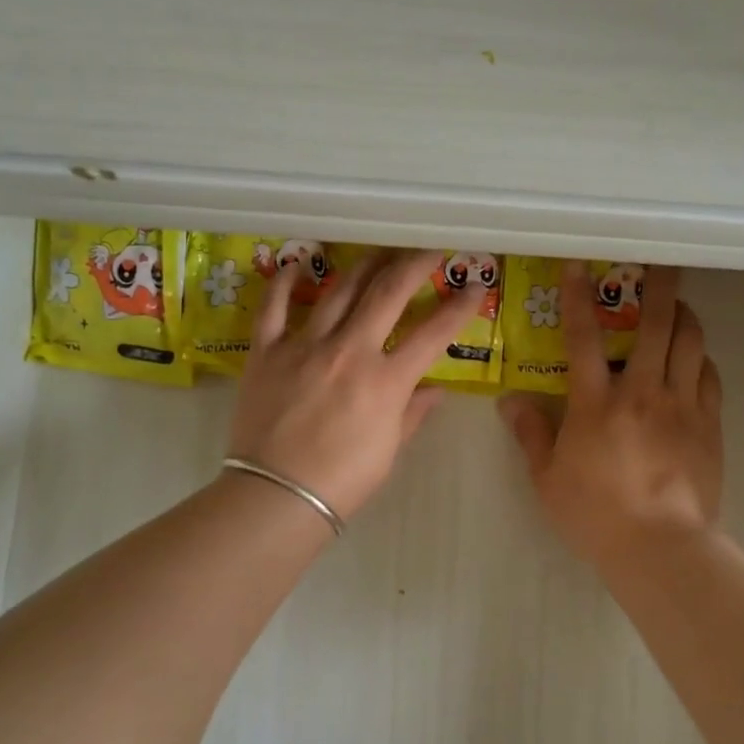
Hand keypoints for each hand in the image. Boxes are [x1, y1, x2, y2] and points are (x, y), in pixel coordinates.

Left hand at [227, 248, 476, 520]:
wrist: (277, 496)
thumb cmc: (342, 481)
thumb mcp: (389, 450)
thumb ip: (412, 414)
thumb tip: (434, 391)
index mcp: (385, 380)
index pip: (433, 333)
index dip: (459, 306)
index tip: (476, 286)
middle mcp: (349, 351)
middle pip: (388, 293)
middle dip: (414, 264)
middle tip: (430, 248)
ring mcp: (304, 346)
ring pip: (338, 290)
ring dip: (363, 265)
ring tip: (379, 251)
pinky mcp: (267, 351)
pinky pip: (274, 307)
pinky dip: (285, 282)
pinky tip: (297, 263)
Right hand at [499, 264, 722, 566]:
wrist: (661, 548)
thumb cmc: (595, 515)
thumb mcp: (547, 478)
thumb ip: (530, 434)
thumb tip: (509, 400)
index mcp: (596, 403)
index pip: (583, 337)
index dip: (577, 297)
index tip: (579, 265)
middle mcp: (643, 392)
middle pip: (656, 324)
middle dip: (658, 286)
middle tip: (660, 262)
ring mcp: (682, 406)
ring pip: (690, 342)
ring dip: (684, 316)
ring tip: (677, 306)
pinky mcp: (709, 425)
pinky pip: (709, 376)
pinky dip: (700, 358)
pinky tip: (693, 358)